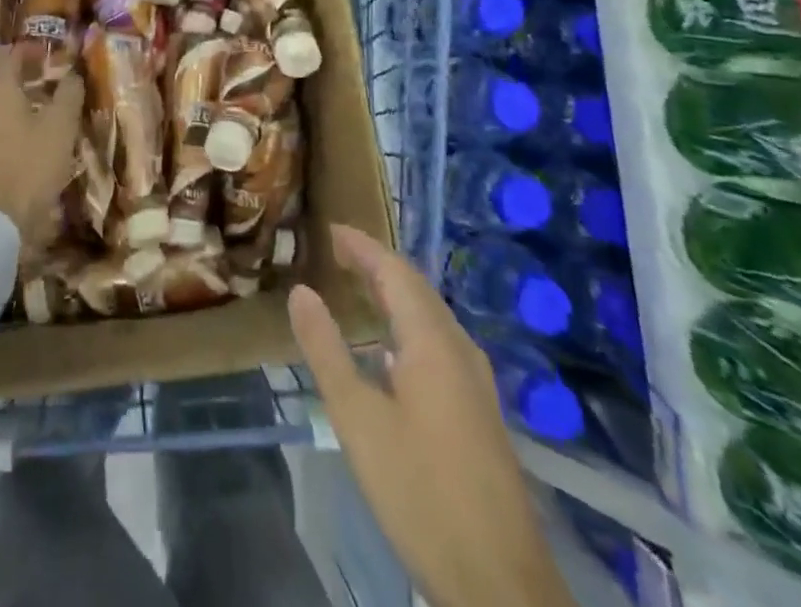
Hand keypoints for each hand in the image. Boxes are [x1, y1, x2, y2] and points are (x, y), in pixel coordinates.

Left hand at [0, 48, 83, 248]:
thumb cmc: (28, 166)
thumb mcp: (60, 128)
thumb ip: (68, 94)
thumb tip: (72, 74)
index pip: (12, 53)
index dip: (33, 49)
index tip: (53, 54)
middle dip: (23, 74)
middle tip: (50, 79)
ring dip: (14, 99)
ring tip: (41, 109)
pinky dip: (4, 121)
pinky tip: (23, 137)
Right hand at [289, 224, 574, 606]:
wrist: (501, 584)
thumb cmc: (421, 493)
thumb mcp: (358, 420)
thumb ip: (327, 351)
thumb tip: (300, 291)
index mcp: (433, 342)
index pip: (395, 271)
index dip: (362, 246)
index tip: (330, 229)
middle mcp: (460, 350)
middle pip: (417, 289)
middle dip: (378, 264)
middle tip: (337, 252)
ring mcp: (476, 382)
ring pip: (432, 317)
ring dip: (395, 294)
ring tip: (358, 288)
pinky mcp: (480, 412)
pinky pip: (440, 344)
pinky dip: (409, 325)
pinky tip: (390, 352)